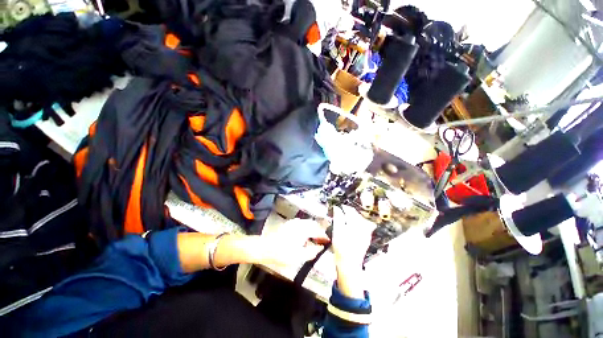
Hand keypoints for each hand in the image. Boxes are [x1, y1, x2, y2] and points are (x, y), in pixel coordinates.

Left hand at [253, 218, 329, 268]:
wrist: (265, 248)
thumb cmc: (282, 253)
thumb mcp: (299, 256)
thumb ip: (312, 252)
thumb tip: (320, 248)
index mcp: (303, 229)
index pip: (317, 230)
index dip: (324, 235)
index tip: (328, 241)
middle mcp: (299, 223)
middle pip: (313, 224)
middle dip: (319, 231)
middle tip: (322, 240)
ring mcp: (294, 222)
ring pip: (307, 223)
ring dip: (313, 229)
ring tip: (315, 239)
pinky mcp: (289, 224)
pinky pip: (302, 224)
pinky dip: (306, 229)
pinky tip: (305, 237)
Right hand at [331, 205, 375, 298]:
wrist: (349, 263)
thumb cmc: (341, 247)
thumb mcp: (337, 230)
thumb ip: (338, 217)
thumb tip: (337, 208)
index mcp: (356, 223)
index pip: (350, 210)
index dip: (343, 207)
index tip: (337, 207)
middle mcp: (364, 226)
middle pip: (356, 214)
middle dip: (348, 212)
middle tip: (339, 213)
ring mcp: (366, 232)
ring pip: (359, 220)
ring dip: (352, 218)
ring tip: (344, 220)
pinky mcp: (366, 238)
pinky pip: (362, 226)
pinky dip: (356, 225)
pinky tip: (350, 228)